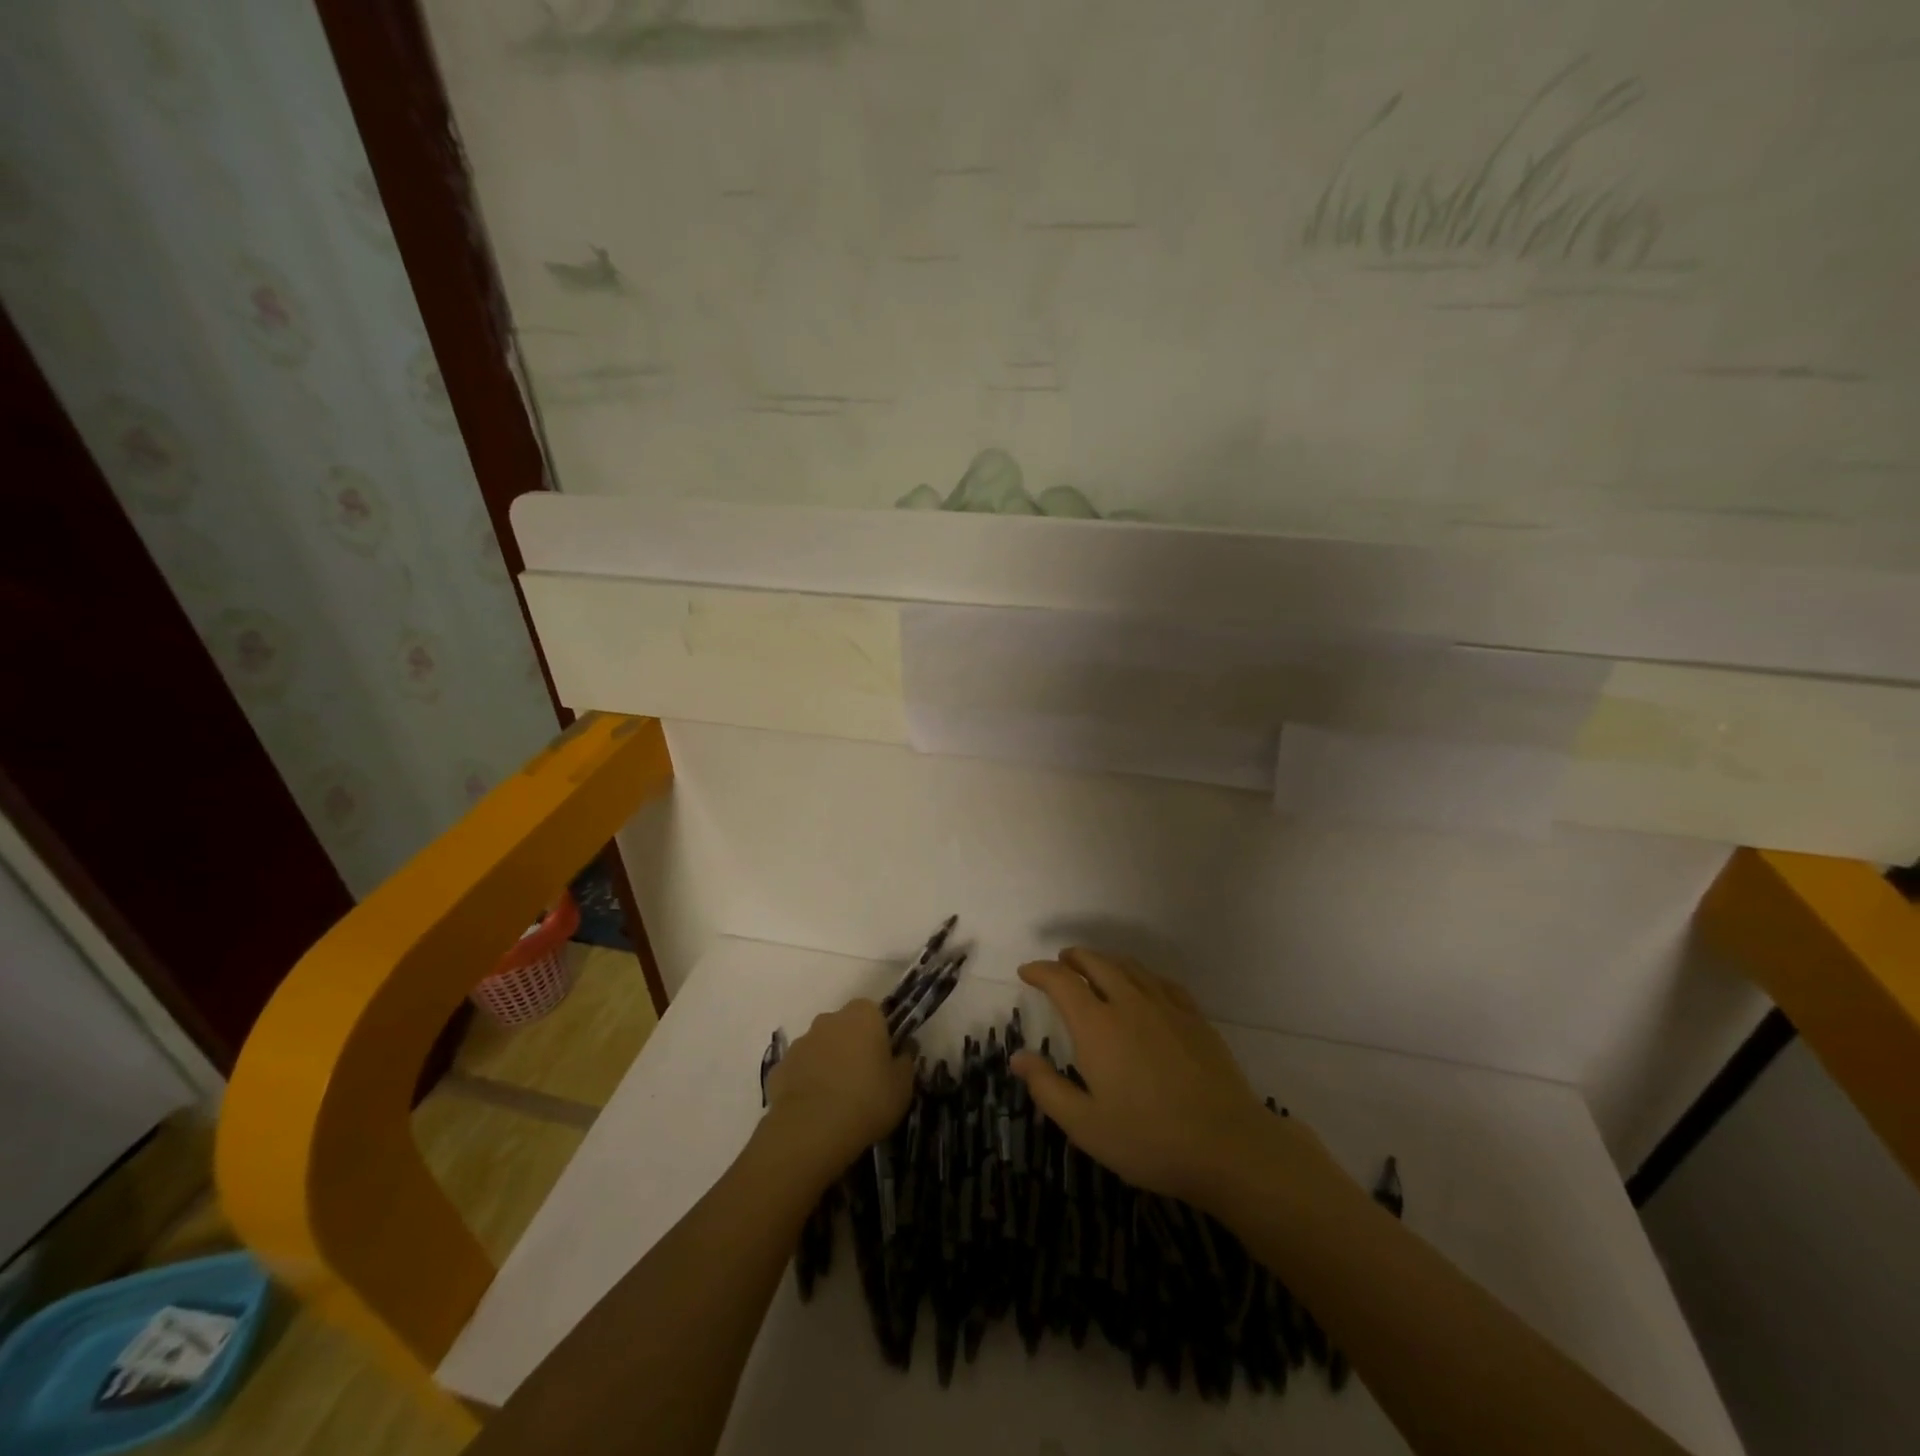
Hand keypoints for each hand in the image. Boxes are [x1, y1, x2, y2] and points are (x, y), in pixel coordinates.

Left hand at [763, 999, 914, 1173]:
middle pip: (845, 1027)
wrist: (811, 1130)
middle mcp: (830, 1019)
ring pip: (820, 1047)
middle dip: (852, 1046)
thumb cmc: (867, 1100)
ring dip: (828, 1063)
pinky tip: (814, 1109)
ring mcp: (801, 1041)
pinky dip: (806, 1082)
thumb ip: (906, 1061)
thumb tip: (905, 1048)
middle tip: (862, 1080)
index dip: (880, 1036)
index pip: (875, 1014)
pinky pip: (800, 1070)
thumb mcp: (902, 1086)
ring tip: (836, 1099)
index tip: (884, 1061)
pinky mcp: (779, 1066)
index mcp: (863, 1015)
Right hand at [1011, 949, 1335, 1208]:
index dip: (1040, 971)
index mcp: (1097, 1025)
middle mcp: (1129, 1003)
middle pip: (1096, 963)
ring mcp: (1166, 1007)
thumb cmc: (1148, 1140)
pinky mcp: (1195, 1018)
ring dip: (1105, 960)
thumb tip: (1017, 1057)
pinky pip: (1161, 981)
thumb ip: (1047, 1088)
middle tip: (1060, 962)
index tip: (1026, 972)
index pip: (1062, 981)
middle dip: (1073, 958)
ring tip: (1094, 967)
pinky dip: (1141, 974)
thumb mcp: (1085, 1125)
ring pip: (1129, 967)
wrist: (1228, 1146)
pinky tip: (1143, 985)